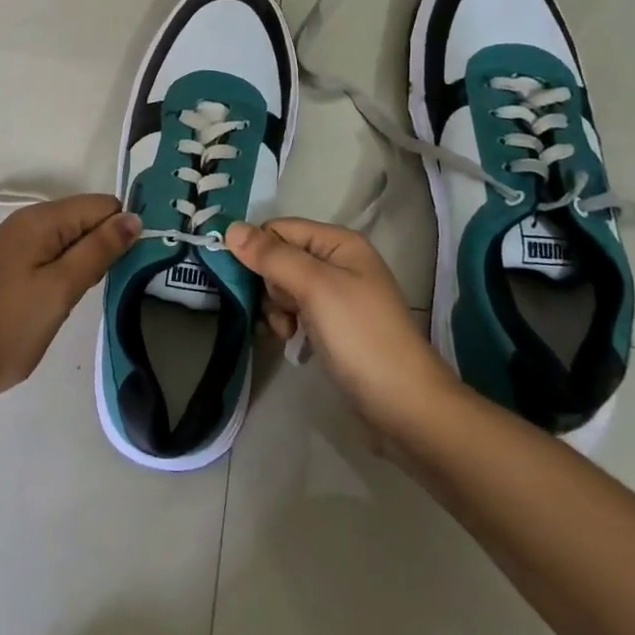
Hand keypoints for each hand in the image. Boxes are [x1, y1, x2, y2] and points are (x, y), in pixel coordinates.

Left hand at [0, 195, 140, 413]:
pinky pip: (54, 254)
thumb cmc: (8, 329)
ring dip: (89, 260)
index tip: (137, 264)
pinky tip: (68, 298)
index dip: (123, 230)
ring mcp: (17, 244)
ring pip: (72, 238)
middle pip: (86, 218)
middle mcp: (28, 222)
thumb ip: (98, 250)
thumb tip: (135, 217)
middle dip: (107, 245)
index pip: (101, 205)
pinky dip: (68, 271)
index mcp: (40, 220)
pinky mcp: (12, 266)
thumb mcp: (60, 289)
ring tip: (95, 294)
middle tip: (117, 285)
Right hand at [227, 218, 455, 441]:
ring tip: (287, 331)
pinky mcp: (332, 325)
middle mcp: (338, 262)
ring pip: (283, 286)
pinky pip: (295, 310)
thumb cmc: (360, 336)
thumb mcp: (315, 287)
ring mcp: (336, 296)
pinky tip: (291, 341)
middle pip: (280, 257)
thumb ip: (272, 256)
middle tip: (282, 309)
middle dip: (270, 283)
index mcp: (339, 243)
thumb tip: (230, 228)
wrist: (404, 406)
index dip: (258, 250)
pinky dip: (287, 323)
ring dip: (276, 307)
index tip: (246, 280)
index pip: (280, 229)